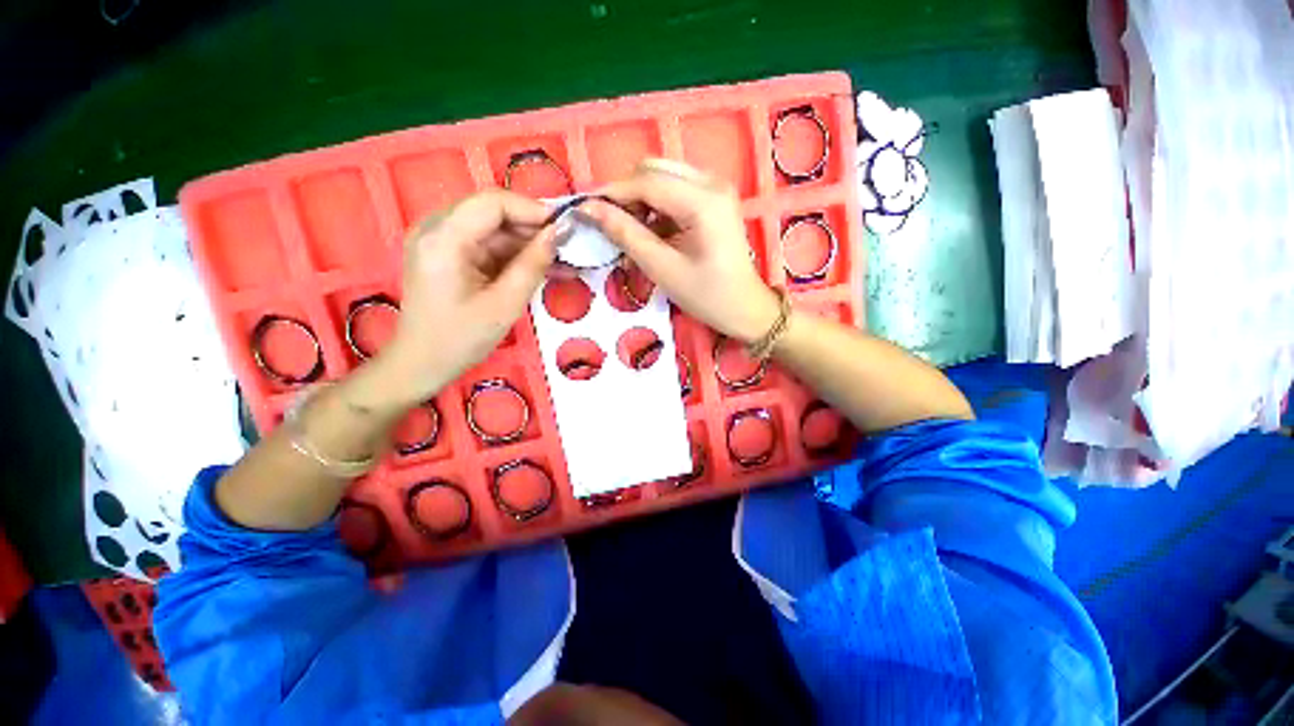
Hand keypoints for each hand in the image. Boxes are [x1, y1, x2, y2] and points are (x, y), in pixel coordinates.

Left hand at [375, 190, 558, 404]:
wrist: (422, 364)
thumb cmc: (461, 339)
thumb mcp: (505, 304)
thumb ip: (533, 265)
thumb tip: (558, 234)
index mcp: (443, 238)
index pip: (492, 203)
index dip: (532, 210)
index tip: (564, 228)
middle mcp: (435, 228)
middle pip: (492, 212)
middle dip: (532, 228)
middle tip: (566, 248)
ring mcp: (439, 240)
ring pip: (493, 228)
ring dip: (527, 243)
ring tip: (560, 261)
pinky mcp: (447, 253)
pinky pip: (486, 244)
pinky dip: (513, 255)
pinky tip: (539, 267)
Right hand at [580, 159, 779, 342]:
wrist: (744, 307)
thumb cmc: (706, 295)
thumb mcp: (662, 268)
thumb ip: (626, 234)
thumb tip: (590, 210)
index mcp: (703, 201)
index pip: (646, 181)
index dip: (612, 193)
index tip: (584, 209)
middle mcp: (712, 182)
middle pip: (654, 169)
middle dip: (627, 194)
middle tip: (610, 225)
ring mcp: (715, 188)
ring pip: (663, 177)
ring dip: (641, 200)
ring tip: (630, 233)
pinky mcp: (714, 198)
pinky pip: (675, 189)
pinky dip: (656, 207)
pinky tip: (651, 233)